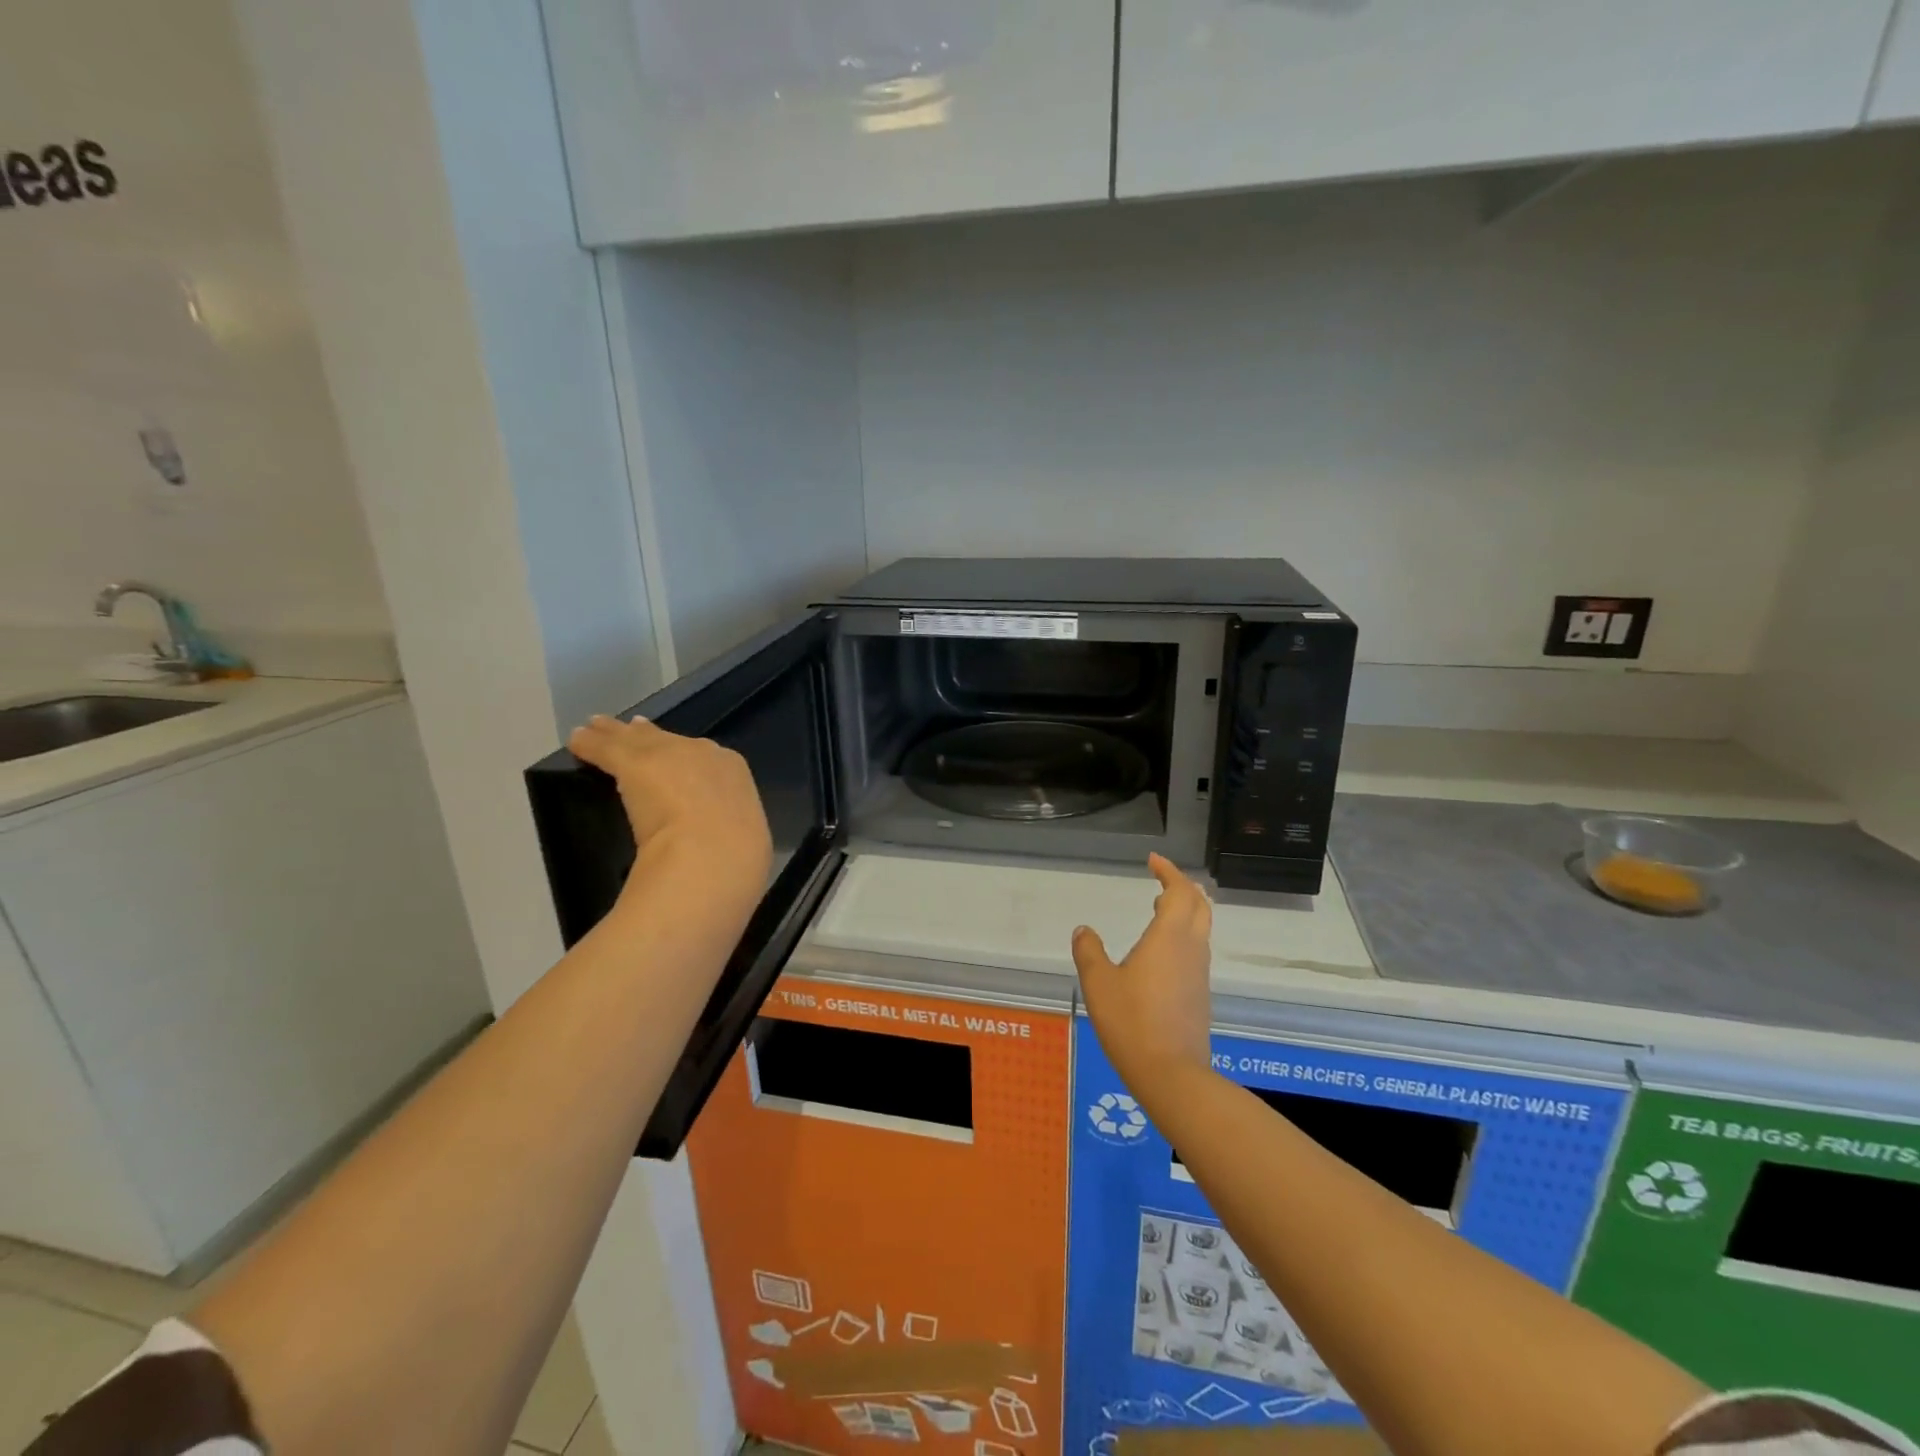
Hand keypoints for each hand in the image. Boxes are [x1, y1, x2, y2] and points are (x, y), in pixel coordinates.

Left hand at [567, 715, 772, 899]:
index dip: (684, 754)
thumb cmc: (737, 851)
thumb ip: (726, 829)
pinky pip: (605, 749)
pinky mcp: (632, 763)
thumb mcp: (742, 835)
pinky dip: (589, 745)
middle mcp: (701, 753)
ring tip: (596, 726)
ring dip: (615, 734)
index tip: (672, 754)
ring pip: (635, 739)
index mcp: (731, 770)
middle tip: (634, 728)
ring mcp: (666, 754)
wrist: (714, 847)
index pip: (703, 755)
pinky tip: (576, 741)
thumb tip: (726, 844)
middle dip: (650, 736)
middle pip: (668, 740)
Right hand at [1071, 853, 1214, 1100]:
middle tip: (1161, 878)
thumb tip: (1084, 930)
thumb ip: (1089, 952)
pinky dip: (1182, 935)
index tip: (1152, 861)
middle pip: (1199, 905)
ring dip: (1184, 910)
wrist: (1171, 1074)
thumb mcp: (1099, 983)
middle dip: (1182, 886)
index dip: (1168, 871)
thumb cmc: (1131, 1022)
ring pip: (1201, 928)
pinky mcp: (1199, 994)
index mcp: (1169, 937)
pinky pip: (1196, 950)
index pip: (1179, 891)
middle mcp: (1191, 949)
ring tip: (1158, 907)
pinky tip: (1160, 951)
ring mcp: (1199, 973)